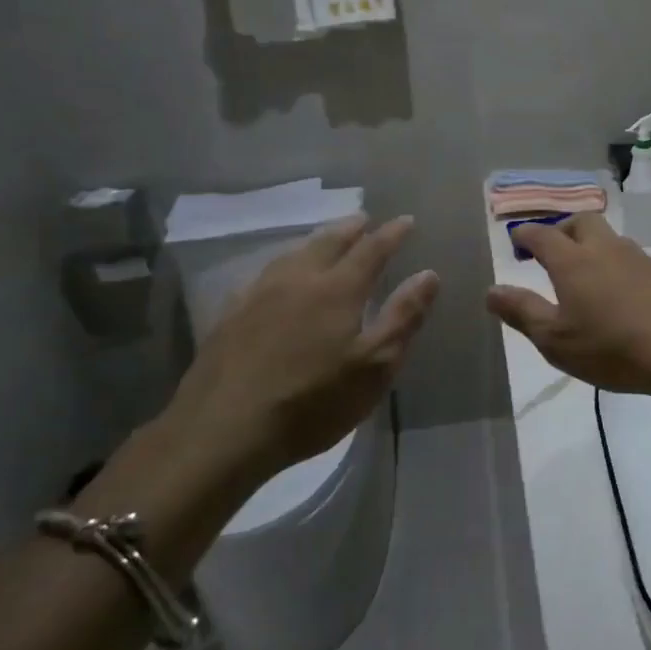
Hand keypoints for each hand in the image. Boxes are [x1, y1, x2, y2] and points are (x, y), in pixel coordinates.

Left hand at [161, 214, 439, 478]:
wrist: (222, 431)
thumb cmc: (312, 402)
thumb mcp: (374, 366)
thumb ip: (403, 317)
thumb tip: (429, 274)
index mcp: (337, 290)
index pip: (371, 250)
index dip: (392, 234)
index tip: (407, 220)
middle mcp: (297, 280)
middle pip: (328, 242)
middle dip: (350, 228)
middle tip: (364, 218)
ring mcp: (258, 295)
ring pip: (293, 253)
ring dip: (317, 241)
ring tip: (327, 239)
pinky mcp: (230, 315)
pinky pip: (264, 274)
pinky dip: (284, 263)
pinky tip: (279, 276)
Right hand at [486, 213, 650, 396]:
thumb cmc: (612, 347)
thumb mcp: (556, 340)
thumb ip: (522, 312)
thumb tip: (492, 290)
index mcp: (574, 262)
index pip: (543, 235)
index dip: (526, 234)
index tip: (517, 238)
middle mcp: (607, 250)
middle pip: (582, 222)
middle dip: (562, 229)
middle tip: (552, 248)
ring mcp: (641, 259)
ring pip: (611, 239)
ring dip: (594, 246)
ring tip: (587, 273)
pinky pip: (634, 260)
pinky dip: (619, 267)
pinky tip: (623, 294)